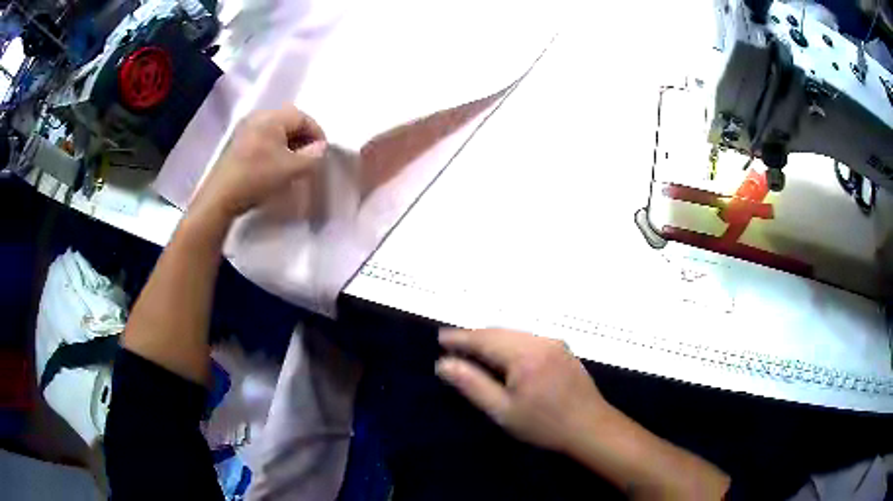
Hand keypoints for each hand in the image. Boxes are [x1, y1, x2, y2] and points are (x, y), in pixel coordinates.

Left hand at [192, 107, 326, 219]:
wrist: (221, 196)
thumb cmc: (258, 177)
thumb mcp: (291, 168)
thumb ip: (313, 156)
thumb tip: (321, 148)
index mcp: (272, 117)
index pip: (303, 117)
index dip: (317, 133)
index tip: (322, 153)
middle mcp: (257, 116)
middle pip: (289, 121)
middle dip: (303, 138)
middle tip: (310, 157)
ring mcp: (244, 129)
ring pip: (275, 131)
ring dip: (289, 144)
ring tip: (294, 163)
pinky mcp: (237, 143)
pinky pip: (263, 138)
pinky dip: (274, 147)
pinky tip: (275, 164)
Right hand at [436, 328, 613, 452]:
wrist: (590, 427)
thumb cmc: (544, 424)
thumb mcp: (503, 410)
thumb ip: (473, 384)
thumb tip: (444, 364)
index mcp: (524, 355)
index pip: (485, 339)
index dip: (461, 338)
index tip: (441, 338)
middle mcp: (540, 341)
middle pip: (500, 331)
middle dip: (475, 336)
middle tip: (453, 344)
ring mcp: (554, 342)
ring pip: (514, 333)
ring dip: (492, 338)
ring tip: (473, 348)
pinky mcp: (562, 349)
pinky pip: (528, 338)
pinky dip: (509, 342)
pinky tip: (503, 354)